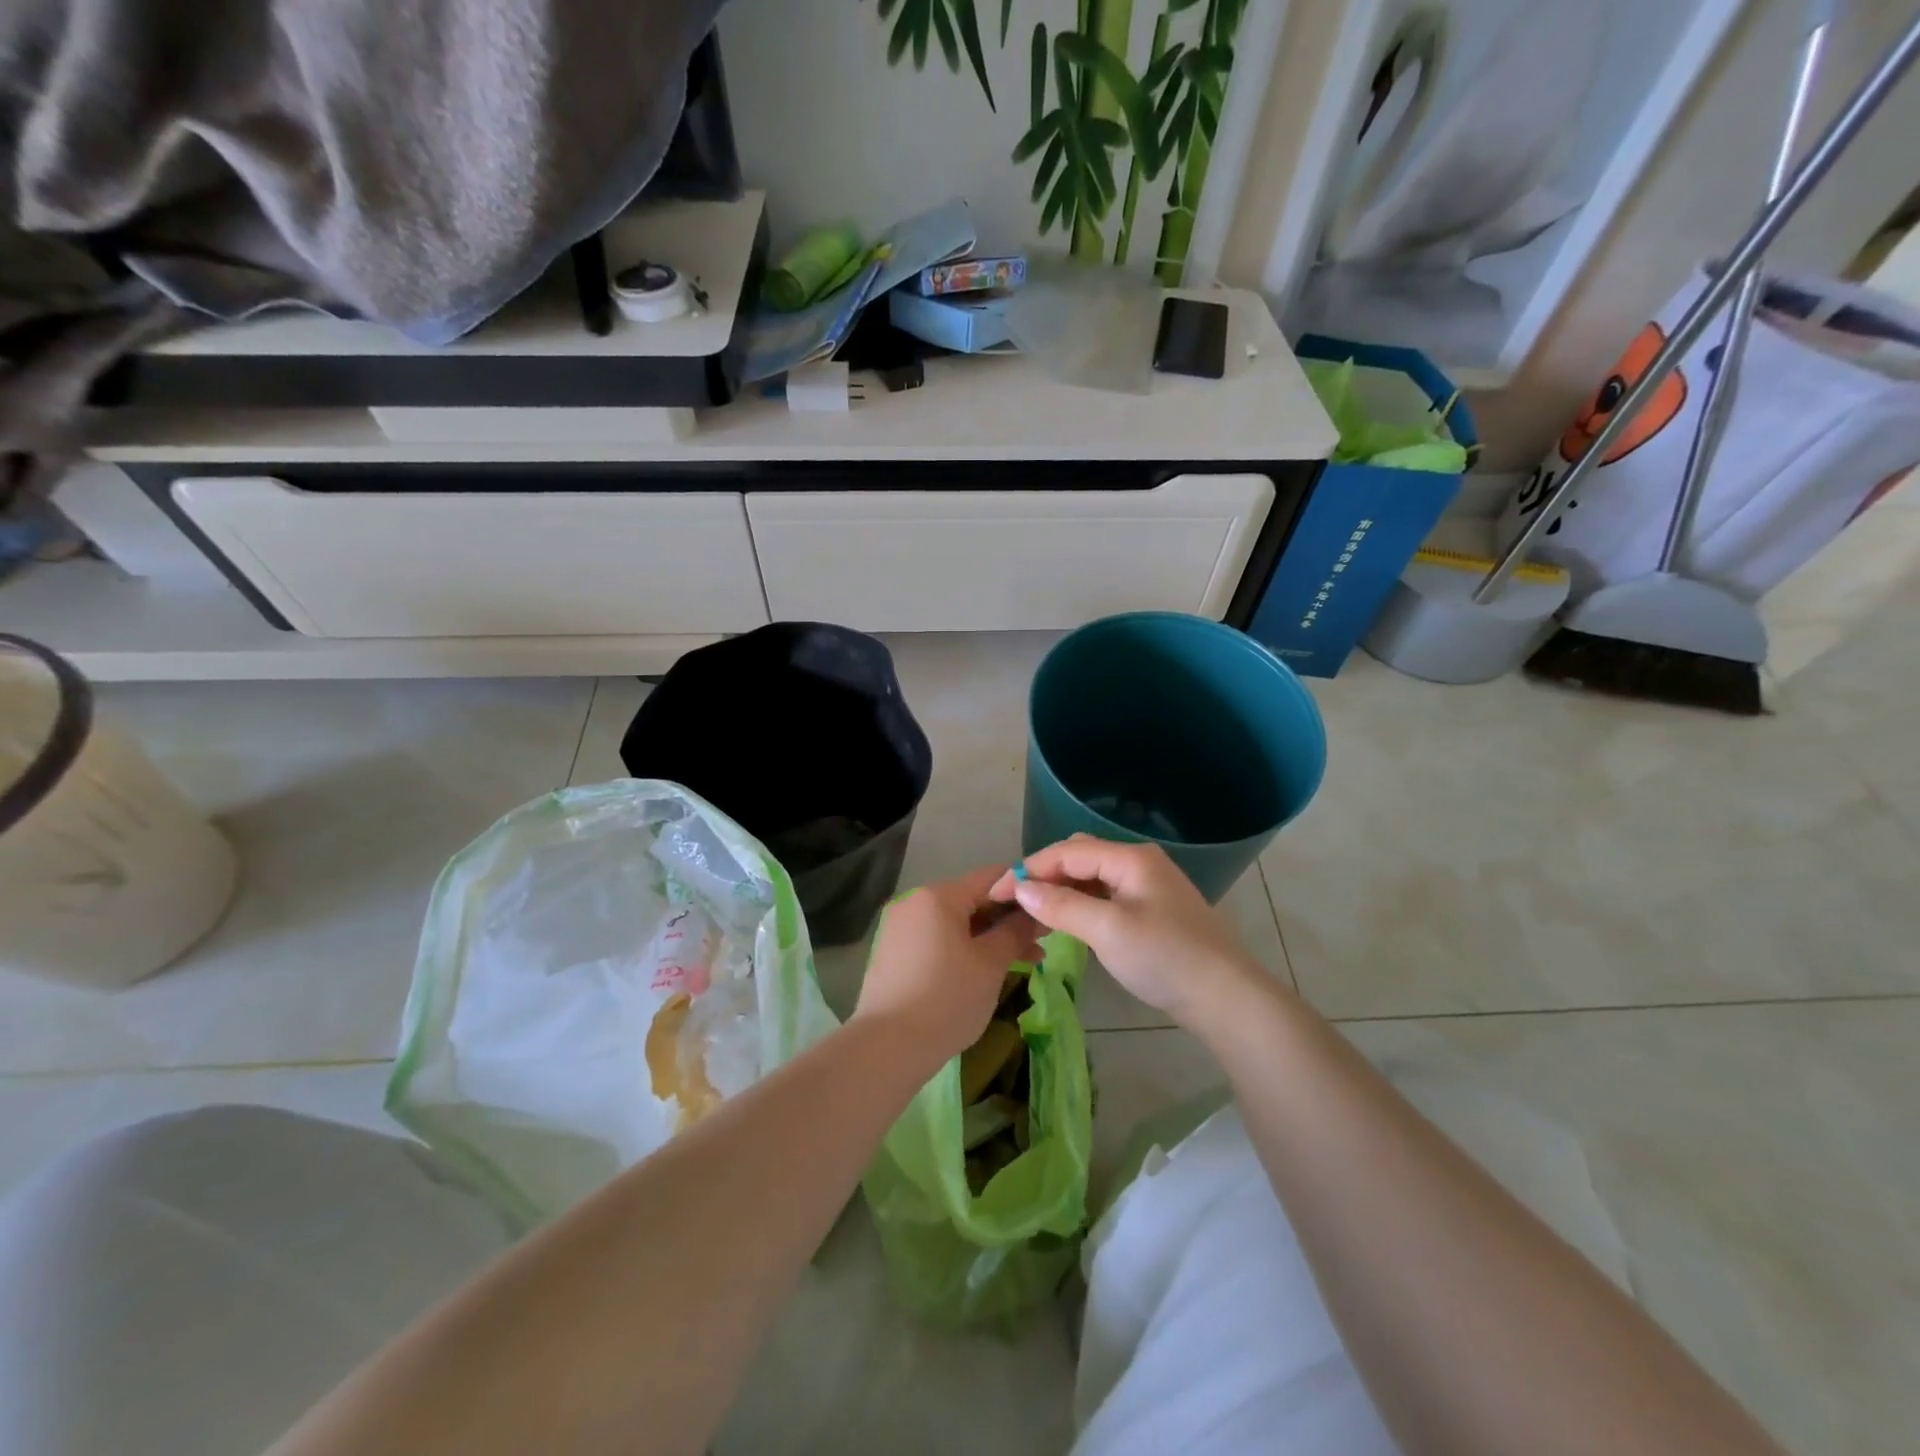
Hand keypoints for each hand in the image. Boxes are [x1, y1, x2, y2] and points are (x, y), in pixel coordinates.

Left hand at [855, 866, 1042, 1068]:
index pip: (991, 878)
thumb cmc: (947, 999)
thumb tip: (1034, 914)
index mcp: (938, 896)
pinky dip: (963, 949)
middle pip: (972, 900)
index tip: (1048, 911)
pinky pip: (937, 940)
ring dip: (988, 938)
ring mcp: (900, 927)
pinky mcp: (893, 953)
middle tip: (1040, 944)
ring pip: (955, 923)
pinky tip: (985, 971)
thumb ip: (1015, 932)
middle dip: (1007, 920)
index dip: (1023, 891)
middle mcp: (915, 902)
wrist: (887, 1047)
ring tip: (1022, 962)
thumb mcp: (990, 964)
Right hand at [990, 835, 1267, 1026]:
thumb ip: (1062, 906)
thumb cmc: (1165, 958)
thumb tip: (1020, 888)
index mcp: (1130, 858)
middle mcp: (1138, 862)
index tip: (996, 893)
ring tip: (1034, 913)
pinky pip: (1105, 895)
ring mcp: (1148, 886)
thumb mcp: (1108, 931)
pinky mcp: (1151, 910)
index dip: (1028, 869)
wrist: (1226, 997)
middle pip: (1079, 857)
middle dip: (1044, 875)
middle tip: (1015, 903)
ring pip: (1092, 877)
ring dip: (1061, 890)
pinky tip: (1067, 922)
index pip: (1067, 852)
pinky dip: (1081, 904)